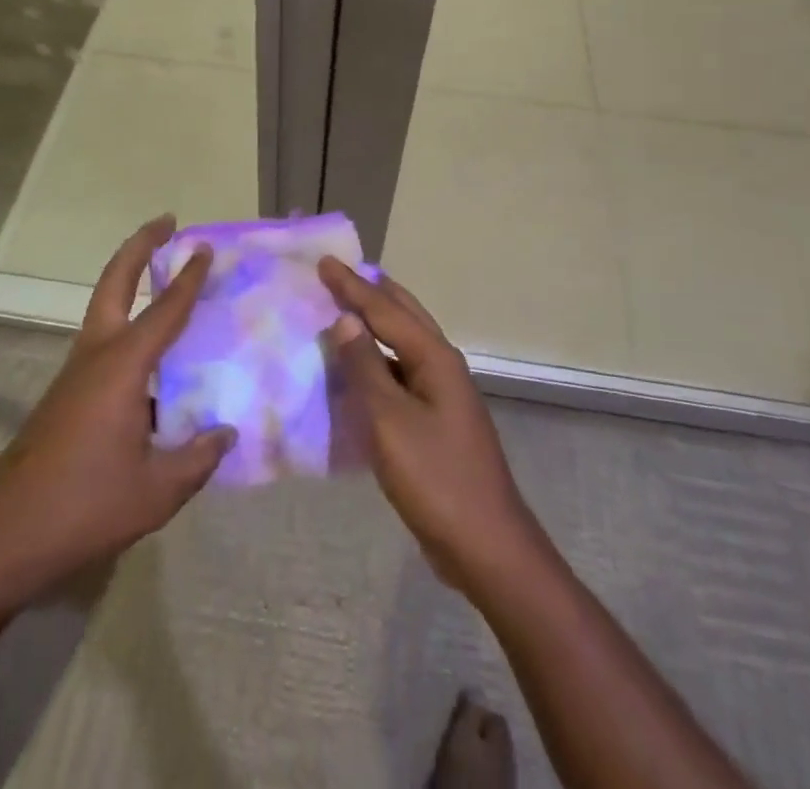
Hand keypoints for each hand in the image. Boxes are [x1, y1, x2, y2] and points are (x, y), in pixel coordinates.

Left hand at [0, 217, 233, 622]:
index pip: (164, 310)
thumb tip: (226, 433)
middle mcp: (95, 357)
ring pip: (104, 309)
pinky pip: (103, 343)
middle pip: (114, 282)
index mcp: (122, 368)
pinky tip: (152, 362)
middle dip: (140, 246)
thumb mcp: (156, 492)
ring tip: (164, 278)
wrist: (2, 541)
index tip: (204, 247)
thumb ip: (198, 459)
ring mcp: (75, 375)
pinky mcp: (65, 396)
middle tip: (167, 222)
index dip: (188, 278)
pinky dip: (127, 326)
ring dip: (130, 282)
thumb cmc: (83, 508)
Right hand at [319, 259, 550, 598]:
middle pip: (403, 316)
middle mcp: (442, 366)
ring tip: (345, 311)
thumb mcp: (390, 421)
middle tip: (339, 274)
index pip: (385, 309)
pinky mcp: (436, 422)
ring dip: (375, 326)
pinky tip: (358, 371)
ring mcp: (443, 395)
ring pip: (403, 345)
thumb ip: (365, 367)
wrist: (486, 546)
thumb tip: (345, 319)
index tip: (324, 261)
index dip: (351, 286)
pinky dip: (378, 362)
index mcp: (435, 358)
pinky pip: (401, 375)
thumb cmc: (435, 478)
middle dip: (371, 293)